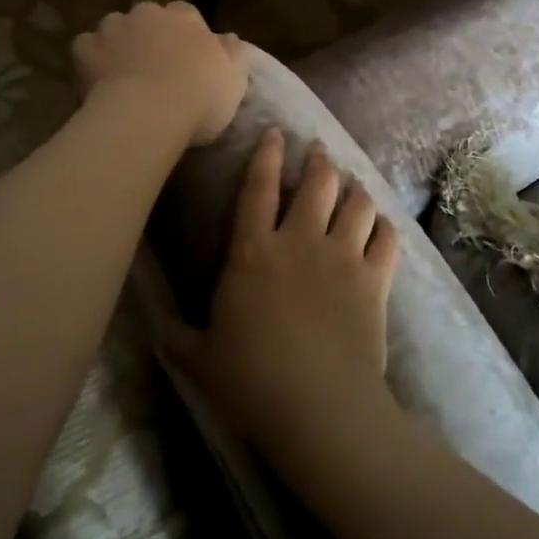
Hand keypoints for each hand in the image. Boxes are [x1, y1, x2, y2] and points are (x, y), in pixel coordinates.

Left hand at [71, 2, 247, 146]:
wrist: (146, 116)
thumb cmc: (198, 98)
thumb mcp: (234, 79)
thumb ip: (234, 53)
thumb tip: (229, 37)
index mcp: (185, 17)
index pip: (186, 14)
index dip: (186, 36)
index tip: (187, 60)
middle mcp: (148, 13)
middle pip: (149, 18)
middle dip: (150, 36)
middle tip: (155, 69)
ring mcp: (112, 27)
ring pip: (115, 30)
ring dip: (120, 45)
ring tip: (124, 77)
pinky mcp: (84, 48)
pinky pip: (87, 49)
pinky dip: (92, 62)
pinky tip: (98, 83)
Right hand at [161, 131, 400, 462]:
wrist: (318, 406)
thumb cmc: (251, 379)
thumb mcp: (199, 359)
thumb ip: (175, 335)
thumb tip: (151, 323)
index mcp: (253, 251)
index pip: (258, 187)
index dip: (267, 155)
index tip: (276, 133)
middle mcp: (300, 240)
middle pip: (317, 182)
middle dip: (319, 161)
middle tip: (319, 154)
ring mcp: (342, 256)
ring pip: (356, 202)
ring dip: (355, 188)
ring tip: (352, 185)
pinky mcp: (375, 280)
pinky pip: (386, 238)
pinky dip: (384, 226)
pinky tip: (380, 225)